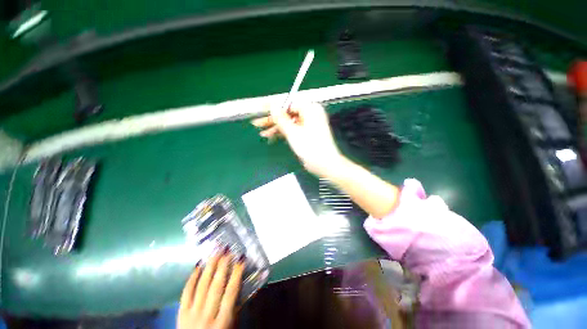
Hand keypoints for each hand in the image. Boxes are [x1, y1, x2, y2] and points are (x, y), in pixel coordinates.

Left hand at [177, 253, 244, 328]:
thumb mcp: (231, 327)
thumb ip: (237, 307)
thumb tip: (246, 284)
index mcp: (223, 321)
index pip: (231, 292)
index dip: (237, 274)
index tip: (241, 259)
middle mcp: (207, 315)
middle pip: (216, 286)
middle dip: (222, 266)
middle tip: (227, 250)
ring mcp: (192, 314)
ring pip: (202, 286)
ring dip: (209, 267)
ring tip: (215, 252)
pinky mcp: (181, 313)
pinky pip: (186, 292)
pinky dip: (192, 278)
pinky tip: (198, 266)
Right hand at [252, 102, 342, 176]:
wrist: (324, 164)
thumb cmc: (310, 147)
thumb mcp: (293, 132)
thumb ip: (281, 118)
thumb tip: (272, 105)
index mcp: (310, 109)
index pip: (288, 103)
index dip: (273, 106)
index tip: (260, 108)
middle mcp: (310, 114)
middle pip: (287, 113)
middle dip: (272, 119)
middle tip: (257, 123)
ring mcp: (308, 124)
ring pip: (289, 122)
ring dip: (276, 127)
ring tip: (261, 133)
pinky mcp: (306, 134)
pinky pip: (293, 130)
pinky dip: (283, 133)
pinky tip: (271, 136)